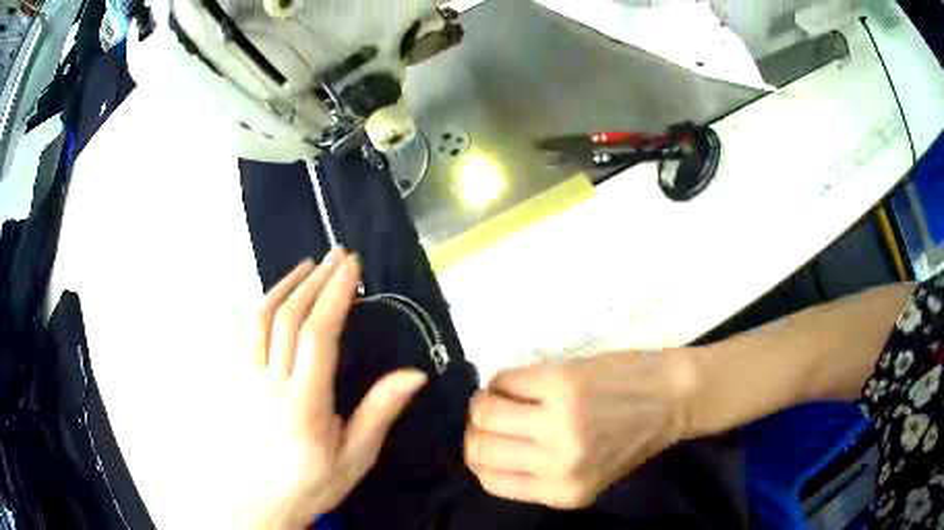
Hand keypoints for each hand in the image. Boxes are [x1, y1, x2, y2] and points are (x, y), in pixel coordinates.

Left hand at [244, 251, 427, 528]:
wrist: (263, 499)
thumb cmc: (312, 482)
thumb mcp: (356, 456)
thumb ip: (380, 412)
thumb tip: (414, 374)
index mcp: (304, 403)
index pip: (317, 335)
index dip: (335, 295)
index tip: (352, 267)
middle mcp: (272, 383)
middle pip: (289, 317)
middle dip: (316, 279)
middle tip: (338, 255)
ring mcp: (251, 378)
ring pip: (262, 318)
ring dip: (286, 284)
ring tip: (308, 264)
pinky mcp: (242, 380)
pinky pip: (251, 332)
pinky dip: (267, 304)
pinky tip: (281, 297)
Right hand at [464, 350, 700, 508]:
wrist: (674, 397)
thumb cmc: (632, 437)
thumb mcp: (587, 476)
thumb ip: (540, 475)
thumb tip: (488, 451)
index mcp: (562, 493)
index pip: (490, 481)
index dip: (480, 458)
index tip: (486, 441)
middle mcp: (557, 464)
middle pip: (479, 447)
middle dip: (477, 429)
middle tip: (490, 416)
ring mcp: (558, 422)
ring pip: (484, 412)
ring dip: (484, 401)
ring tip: (501, 396)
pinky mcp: (561, 383)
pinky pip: (504, 380)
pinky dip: (502, 380)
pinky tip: (518, 382)